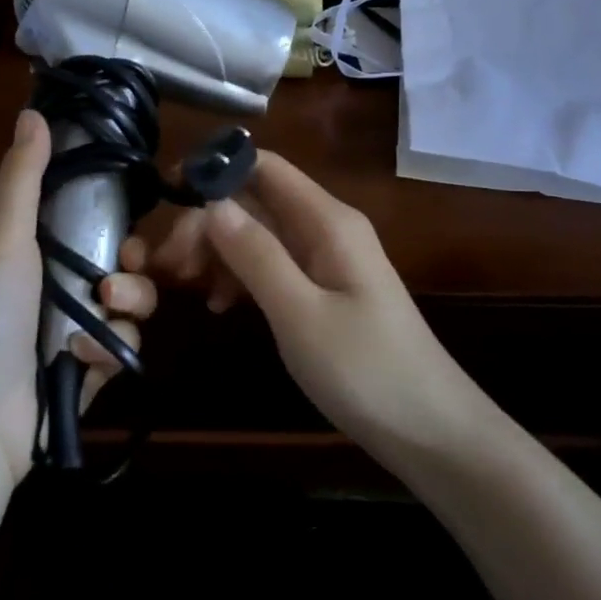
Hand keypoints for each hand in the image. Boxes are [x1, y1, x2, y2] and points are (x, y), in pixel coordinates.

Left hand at [0, 108, 157, 484]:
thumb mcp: (4, 236)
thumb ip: (24, 176)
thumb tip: (33, 109)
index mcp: (35, 258)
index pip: (92, 234)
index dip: (119, 230)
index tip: (130, 230)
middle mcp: (55, 295)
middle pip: (122, 273)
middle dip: (133, 273)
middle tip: (120, 274)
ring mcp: (70, 339)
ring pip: (129, 313)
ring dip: (126, 310)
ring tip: (105, 314)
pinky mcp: (85, 379)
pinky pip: (120, 355)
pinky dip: (106, 355)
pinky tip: (83, 361)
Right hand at [153, 151, 464, 449]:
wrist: (431, 433)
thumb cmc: (367, 372)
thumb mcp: (300, 314)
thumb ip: (255, 255)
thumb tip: (211, 202)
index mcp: (328, 221)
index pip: (264, 167)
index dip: (216, 169)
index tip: (168, 196)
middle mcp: (326, 229)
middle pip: (255, 201)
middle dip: (209, 222)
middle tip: (171, 265)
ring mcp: (327, 261)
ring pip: (259, 235)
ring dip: (219, 251)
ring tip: (186, 286)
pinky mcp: (324, 292)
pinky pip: (272, 266)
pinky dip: (240, 277)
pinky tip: (219, 306)